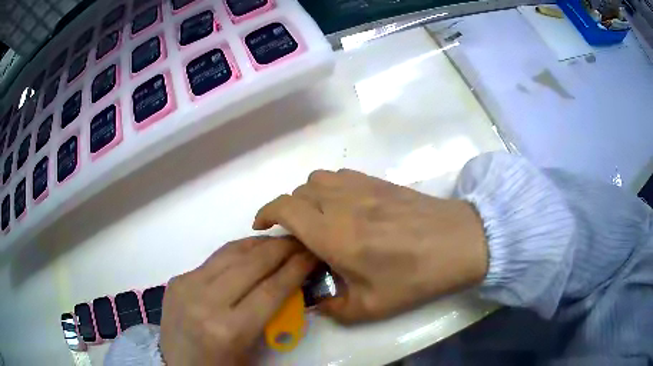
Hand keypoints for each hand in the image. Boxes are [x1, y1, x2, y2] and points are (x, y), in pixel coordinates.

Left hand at [160, 237, 316, 365]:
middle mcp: (206, 302)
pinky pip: (213, 259)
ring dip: (259, 244)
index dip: (296, 268)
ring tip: (279, 240)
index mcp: (229, 330)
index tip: (312, 253)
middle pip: (252, 265)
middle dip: (281, 248)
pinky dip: (237, 252)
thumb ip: (271, 317)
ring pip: (231, 253)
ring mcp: (187, 286)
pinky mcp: (177, 279)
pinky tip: (249, 251)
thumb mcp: (252, 350)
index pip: (271, 290)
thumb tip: (289, 283)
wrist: (176, 365)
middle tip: (300, 240)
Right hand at [253, 169, 487, 322]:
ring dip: (308, 196)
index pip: (285, 208)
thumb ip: (334, 308)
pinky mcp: (379, 181)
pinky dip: (330, 187)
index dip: (266, 213)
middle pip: (298, 192)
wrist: (459, 243)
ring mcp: (362, 187)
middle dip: (287, 211)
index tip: (261, 226)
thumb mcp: (371, 307)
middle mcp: (342, 203)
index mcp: (334, 234)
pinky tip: (344, 206)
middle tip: (297, 236)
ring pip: (318, 179)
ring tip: (318, 219)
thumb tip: (316, 301)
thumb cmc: (416, 277)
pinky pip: (341, 175)